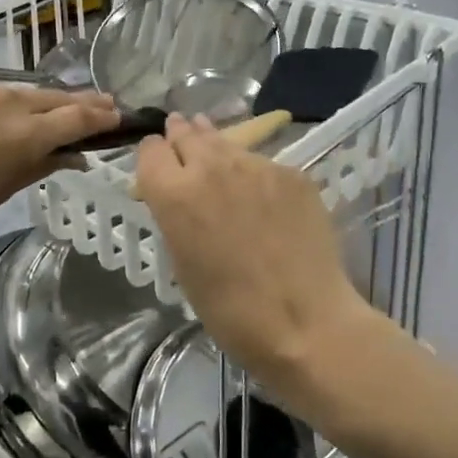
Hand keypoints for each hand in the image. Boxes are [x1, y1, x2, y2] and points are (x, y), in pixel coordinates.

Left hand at [0, 83, 119, 246]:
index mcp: (26, 134)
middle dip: (84, 103)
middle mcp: (10, 101)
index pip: (78, 118)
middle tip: (103, 107)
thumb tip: (72, 156)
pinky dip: (10, 102)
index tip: (119, 116)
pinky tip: (6, 114)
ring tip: (56, 112)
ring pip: (26, 92)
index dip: (102, 117)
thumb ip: (38, 167)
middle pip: (57, 98)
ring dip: (46, 102)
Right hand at [135, 114, 372, 393]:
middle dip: (181, 138)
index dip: (153, 157)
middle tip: (182, 140)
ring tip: (217, 156)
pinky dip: (254, 174)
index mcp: (175, 194)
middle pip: (186, 134)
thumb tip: (181, 201)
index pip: (150, 150)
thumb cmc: (232, 311)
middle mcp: (211, 167)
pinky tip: (263, 196)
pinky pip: (262, 164)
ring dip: (216, 148)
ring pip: (226, 143)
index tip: (158, 167)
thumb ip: (176, 220)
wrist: (307, 323)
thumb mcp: (183, 265)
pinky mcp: (291, 173)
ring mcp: (256, 166)